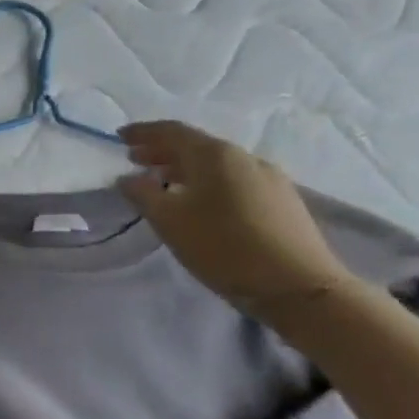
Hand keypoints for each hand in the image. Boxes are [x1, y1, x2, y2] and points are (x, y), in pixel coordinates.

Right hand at [117, 121, 355, 316]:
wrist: (299, 287)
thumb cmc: (223, 246)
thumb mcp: (169, 220)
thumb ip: (142, 194)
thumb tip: (128, 178)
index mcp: (215, 155)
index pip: (173, 131)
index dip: (143, 132)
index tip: (119, 137)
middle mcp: (245, 158)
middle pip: (197, 145)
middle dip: (162, 150)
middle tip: (135, 160)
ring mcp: (270, 179)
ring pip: (217, 164)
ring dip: (185, 168)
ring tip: (163, 182)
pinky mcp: (283, 202)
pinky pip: (235, 180)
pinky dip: (208, 182)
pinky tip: (200, 201)